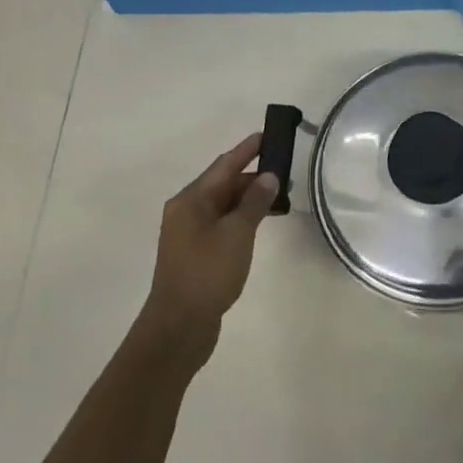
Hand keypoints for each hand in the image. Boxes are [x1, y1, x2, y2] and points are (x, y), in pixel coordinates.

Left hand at [136, 132, 278, 358]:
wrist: (179, 327)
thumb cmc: (207, 273)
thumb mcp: (236, 234)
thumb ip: (254, 202)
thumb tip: (268, 176)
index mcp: (191, 200)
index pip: (224, 165)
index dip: (247, 150)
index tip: (267, 135)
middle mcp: (186, 211)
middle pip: (222, 184)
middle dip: (252, 176)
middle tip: (284, 171)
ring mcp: (189, 234)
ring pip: (223, 205)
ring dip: (248, 198)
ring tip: (279, 196)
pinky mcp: (196, 254)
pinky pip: (222, 224)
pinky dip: (241, 218)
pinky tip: (259, 223)